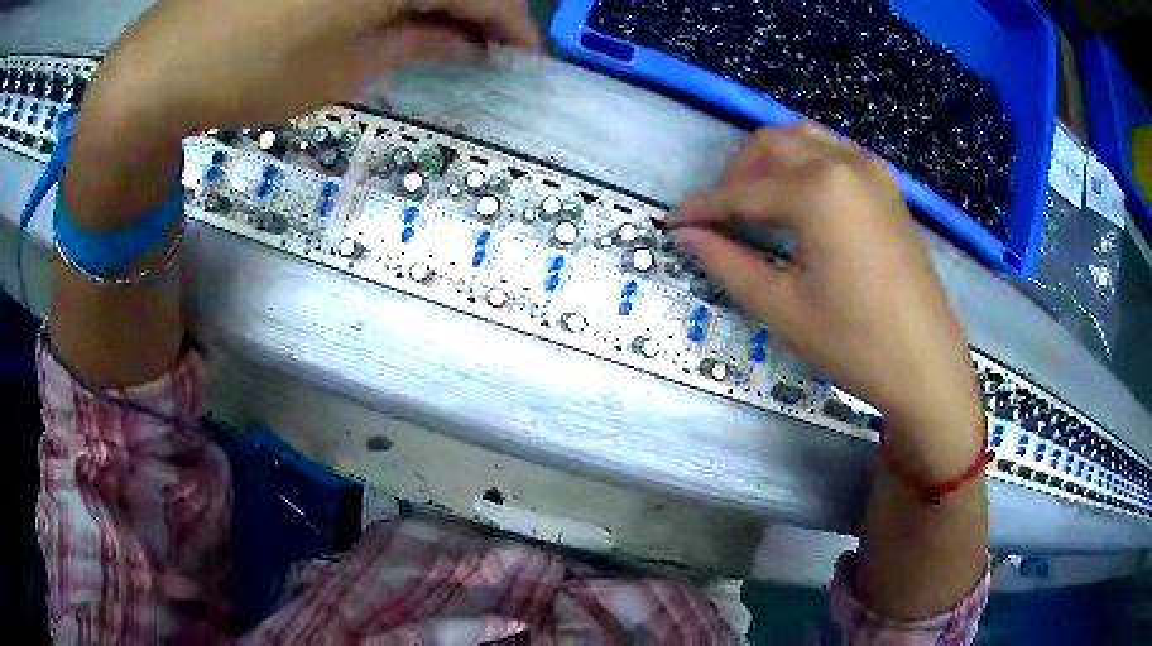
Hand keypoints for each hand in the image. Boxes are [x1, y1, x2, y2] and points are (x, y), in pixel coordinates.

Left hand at [83, 0, 539, 138]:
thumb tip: (468, 42)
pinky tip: (396, 9)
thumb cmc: (252, 72)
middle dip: (479, 8)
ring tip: (442, 29)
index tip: (522, 55)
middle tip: (482, 44)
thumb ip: (417, 42)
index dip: (512, 24)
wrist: (163, 63)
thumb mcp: (344, 68)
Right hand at [671, 123, 982, 476]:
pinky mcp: (888, 187)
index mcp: (818, 190)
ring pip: (805, 139)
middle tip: (718, 217)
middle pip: (772, 144)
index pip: (743, 191)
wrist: (927, 365)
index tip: (674, 224)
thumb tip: (687, 235)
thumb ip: (727, 262)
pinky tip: (800, 200)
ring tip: (756, 203)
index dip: (703, 208)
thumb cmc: (854, 343)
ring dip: (771, 161)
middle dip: (736, 173)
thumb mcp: (781, 307)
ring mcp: (872, 171)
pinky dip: (805, 164)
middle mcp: (845, 163)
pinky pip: (835, 153)